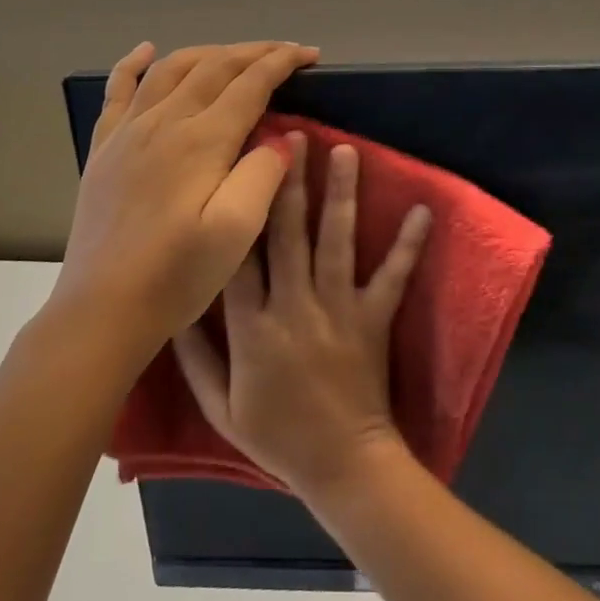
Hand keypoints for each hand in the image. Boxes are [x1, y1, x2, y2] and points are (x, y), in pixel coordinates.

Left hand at [48, 41, 318, 355]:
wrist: (102, 309)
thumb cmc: (176, 276)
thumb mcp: (236, 231)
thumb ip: (263, 174)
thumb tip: (280, 137)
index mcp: (201, 140)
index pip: (249, 82)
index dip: (282, 62)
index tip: (310, 54)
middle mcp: (163, 122)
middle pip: (214, 66)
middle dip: (254, 52)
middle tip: (286, 52)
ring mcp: (128, 132)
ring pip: (172, 69)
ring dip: (209, 52)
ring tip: (236, 54)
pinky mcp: (104, 149)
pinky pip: (117, 91)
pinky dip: (134, 64)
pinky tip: (146, 51)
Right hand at [174, 132, 430, 497]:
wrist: (342, 465)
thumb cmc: (277, 437)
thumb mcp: (220, 407)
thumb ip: (195, 357)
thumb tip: (175, 307)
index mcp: (251, 328)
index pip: (238, 257)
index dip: (237, 208)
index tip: (237, 166)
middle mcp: (293, 307)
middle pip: (287, 234)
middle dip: (288, 182)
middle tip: (291, 135)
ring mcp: (338, 310)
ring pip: (336, 242)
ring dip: (340, 194)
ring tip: (344, 151)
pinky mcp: (374, 319)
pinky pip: (393, 277)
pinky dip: (409, 244)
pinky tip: (424, 209)